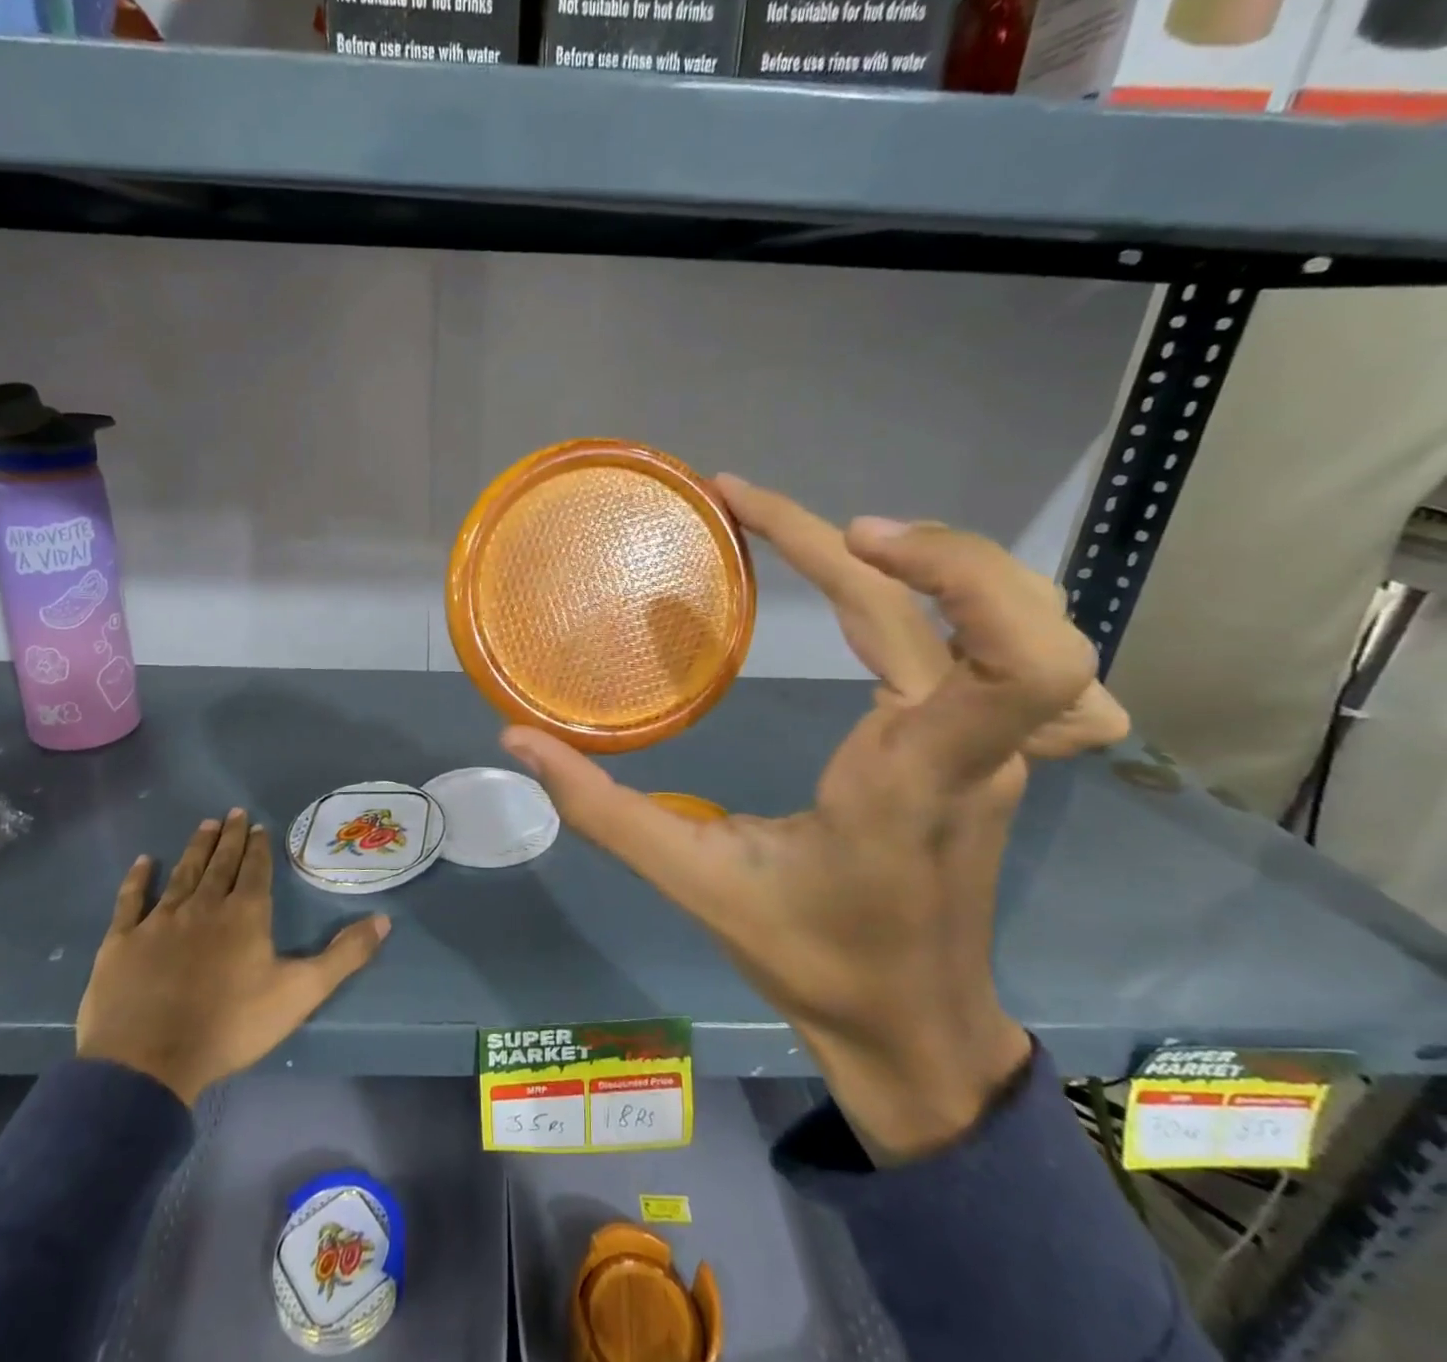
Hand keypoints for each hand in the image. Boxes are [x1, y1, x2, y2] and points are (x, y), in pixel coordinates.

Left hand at [76, 809, 390, 1104]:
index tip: (259, 825)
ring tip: (205, 824)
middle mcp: (204, 906)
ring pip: (183, 873)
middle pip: (220, 863)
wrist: (147, 1063)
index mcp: (245, 914)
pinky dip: (138, 879)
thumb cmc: (230, 1026)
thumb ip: (344, 956)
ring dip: (196, 848)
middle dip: (230, 837)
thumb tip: (385, 920)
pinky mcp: (122, 942)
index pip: (255, 870)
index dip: (259, 847)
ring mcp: (160, 921)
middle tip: (233, 812)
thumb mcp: (301, 993)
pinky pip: (131, 901)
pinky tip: (143, 862)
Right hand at [502, 477, 1128, 1164]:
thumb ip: (603, 811)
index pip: (1011, 659)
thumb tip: (518, 741)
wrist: (913, 1030)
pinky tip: (902, 591)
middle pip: (993, 607)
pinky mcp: (990, 752)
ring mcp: (997, 750)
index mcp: (916, 777)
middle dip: (897, 538)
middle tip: (767, 511)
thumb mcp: (695, 883)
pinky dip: (964, 597)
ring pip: (1023, 619)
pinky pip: (1007, 652)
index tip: (842, 533)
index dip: (948, 567)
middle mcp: (975, 750)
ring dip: (940, 557)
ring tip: (836, 537)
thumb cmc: (813, 960)